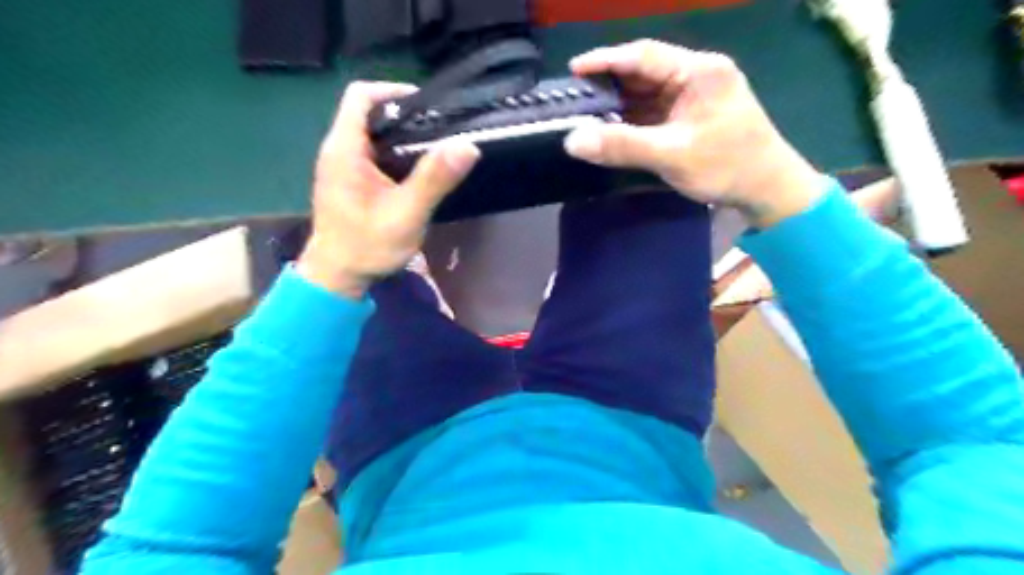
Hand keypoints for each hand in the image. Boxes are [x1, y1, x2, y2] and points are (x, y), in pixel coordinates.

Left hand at [296, 80, 480, 297]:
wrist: (337, 277)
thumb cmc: (367, 246)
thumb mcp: (406, 213)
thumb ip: (434, 179)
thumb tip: (467, 146)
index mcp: (345, 150)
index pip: (361, 96)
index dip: (393, 90)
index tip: (427, 104)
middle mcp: (338, 151)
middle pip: (368, 112)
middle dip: (404, 114)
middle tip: (439, 129)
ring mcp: (341, 167)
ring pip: (372, 134)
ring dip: (401, 136)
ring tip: (434, 148)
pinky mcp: (349, 182)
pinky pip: (372, 154)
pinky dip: (395, 154)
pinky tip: (416, 172)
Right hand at [563, 38, 825, 227]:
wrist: (766, 189)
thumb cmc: (726, 166)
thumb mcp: (672, 155)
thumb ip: (622, 146)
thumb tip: (572, 141)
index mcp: (699, 71)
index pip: (644, 55)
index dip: (606, 60)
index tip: (573, 70)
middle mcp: (695, 76)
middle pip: (643, 72)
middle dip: (609, 85)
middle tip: (574, 99)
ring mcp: (692, 97)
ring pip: (645, 94)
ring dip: (617, 105)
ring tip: (584, 116)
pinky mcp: (689, 117)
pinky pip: (652, 113)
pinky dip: (630, 121)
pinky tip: (609, 129)